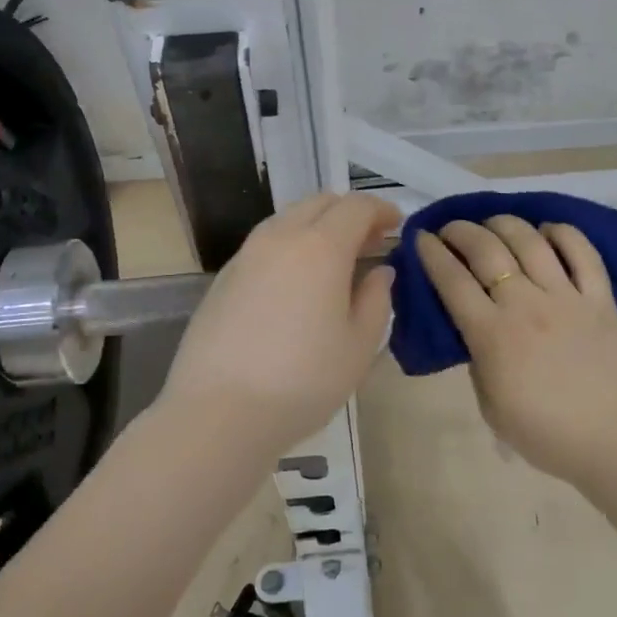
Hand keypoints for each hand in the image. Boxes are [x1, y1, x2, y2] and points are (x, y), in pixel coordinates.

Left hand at [156, 192, 400, 460]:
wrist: (218, 412)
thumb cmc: (303, 381)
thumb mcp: (359, 346)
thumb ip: (376, 300)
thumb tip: (380, 272)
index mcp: (320, 247)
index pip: (356, 207)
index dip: (382, 210)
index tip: (397, 226)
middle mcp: (280, 238)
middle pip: (319, 203)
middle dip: (349, 213)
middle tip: (370, 242)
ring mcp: (245, 256)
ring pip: (288, 220)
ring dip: (317, 227)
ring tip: (334, 261)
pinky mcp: (223, 279)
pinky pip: (265, 245)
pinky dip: (290, 247)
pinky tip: (296, 284)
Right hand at [415, 216, 616, 487]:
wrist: (614, 442)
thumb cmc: (545, 433)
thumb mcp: (490, 404)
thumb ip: (478, 359)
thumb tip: (478, 328)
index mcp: (492, 335)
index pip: (452, 280)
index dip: (432, 253)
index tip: (421, 238)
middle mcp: (525, 304)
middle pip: (486, 250)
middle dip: (461, 231)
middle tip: (451, 229)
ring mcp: (566, 297)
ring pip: (530, 241)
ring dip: (505, 224)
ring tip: (493, 224)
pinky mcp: (601, 298)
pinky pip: (582, 252)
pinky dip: (562, 232)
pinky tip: (548, 230)